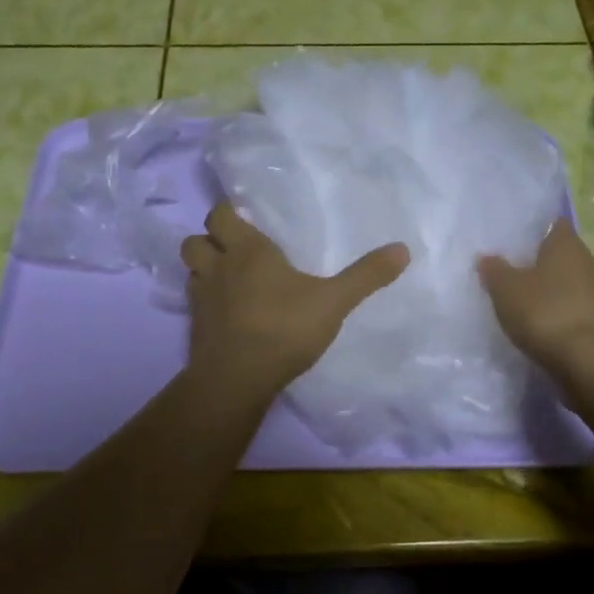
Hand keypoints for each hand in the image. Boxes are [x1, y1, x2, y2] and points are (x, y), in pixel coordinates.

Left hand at [180, 204, 408, 397]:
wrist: (237, 379)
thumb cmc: (284, 328)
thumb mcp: (334, 301)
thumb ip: (366, 276)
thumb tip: (403, 249)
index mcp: (248, 251)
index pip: (221, 215)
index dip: (229, 214)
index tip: (245, 218)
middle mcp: (218, 267)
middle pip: (195, 239)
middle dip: (210, 238)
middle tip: (235, 248)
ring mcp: (201, 298)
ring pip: (191, 269)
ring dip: (203, 268)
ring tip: (228, 277)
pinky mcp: (195, 327)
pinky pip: (194, 302)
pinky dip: (206, 300)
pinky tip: (228, 312)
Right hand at [477, 218, 593, 371]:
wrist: (586, 361)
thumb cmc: (544, 312)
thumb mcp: (506, 289)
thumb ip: (494, 270)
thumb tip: (486, 257)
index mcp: (566, 243)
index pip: (552, 223)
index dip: (532, 228)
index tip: (511, 237)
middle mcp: (587, 261)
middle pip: (559, 254)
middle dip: (536, 260)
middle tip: (508, 268)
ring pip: (566, 282)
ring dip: (547, 289)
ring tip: (518, 298)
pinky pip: (571, 307)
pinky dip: (555, 311)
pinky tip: (536, 323)